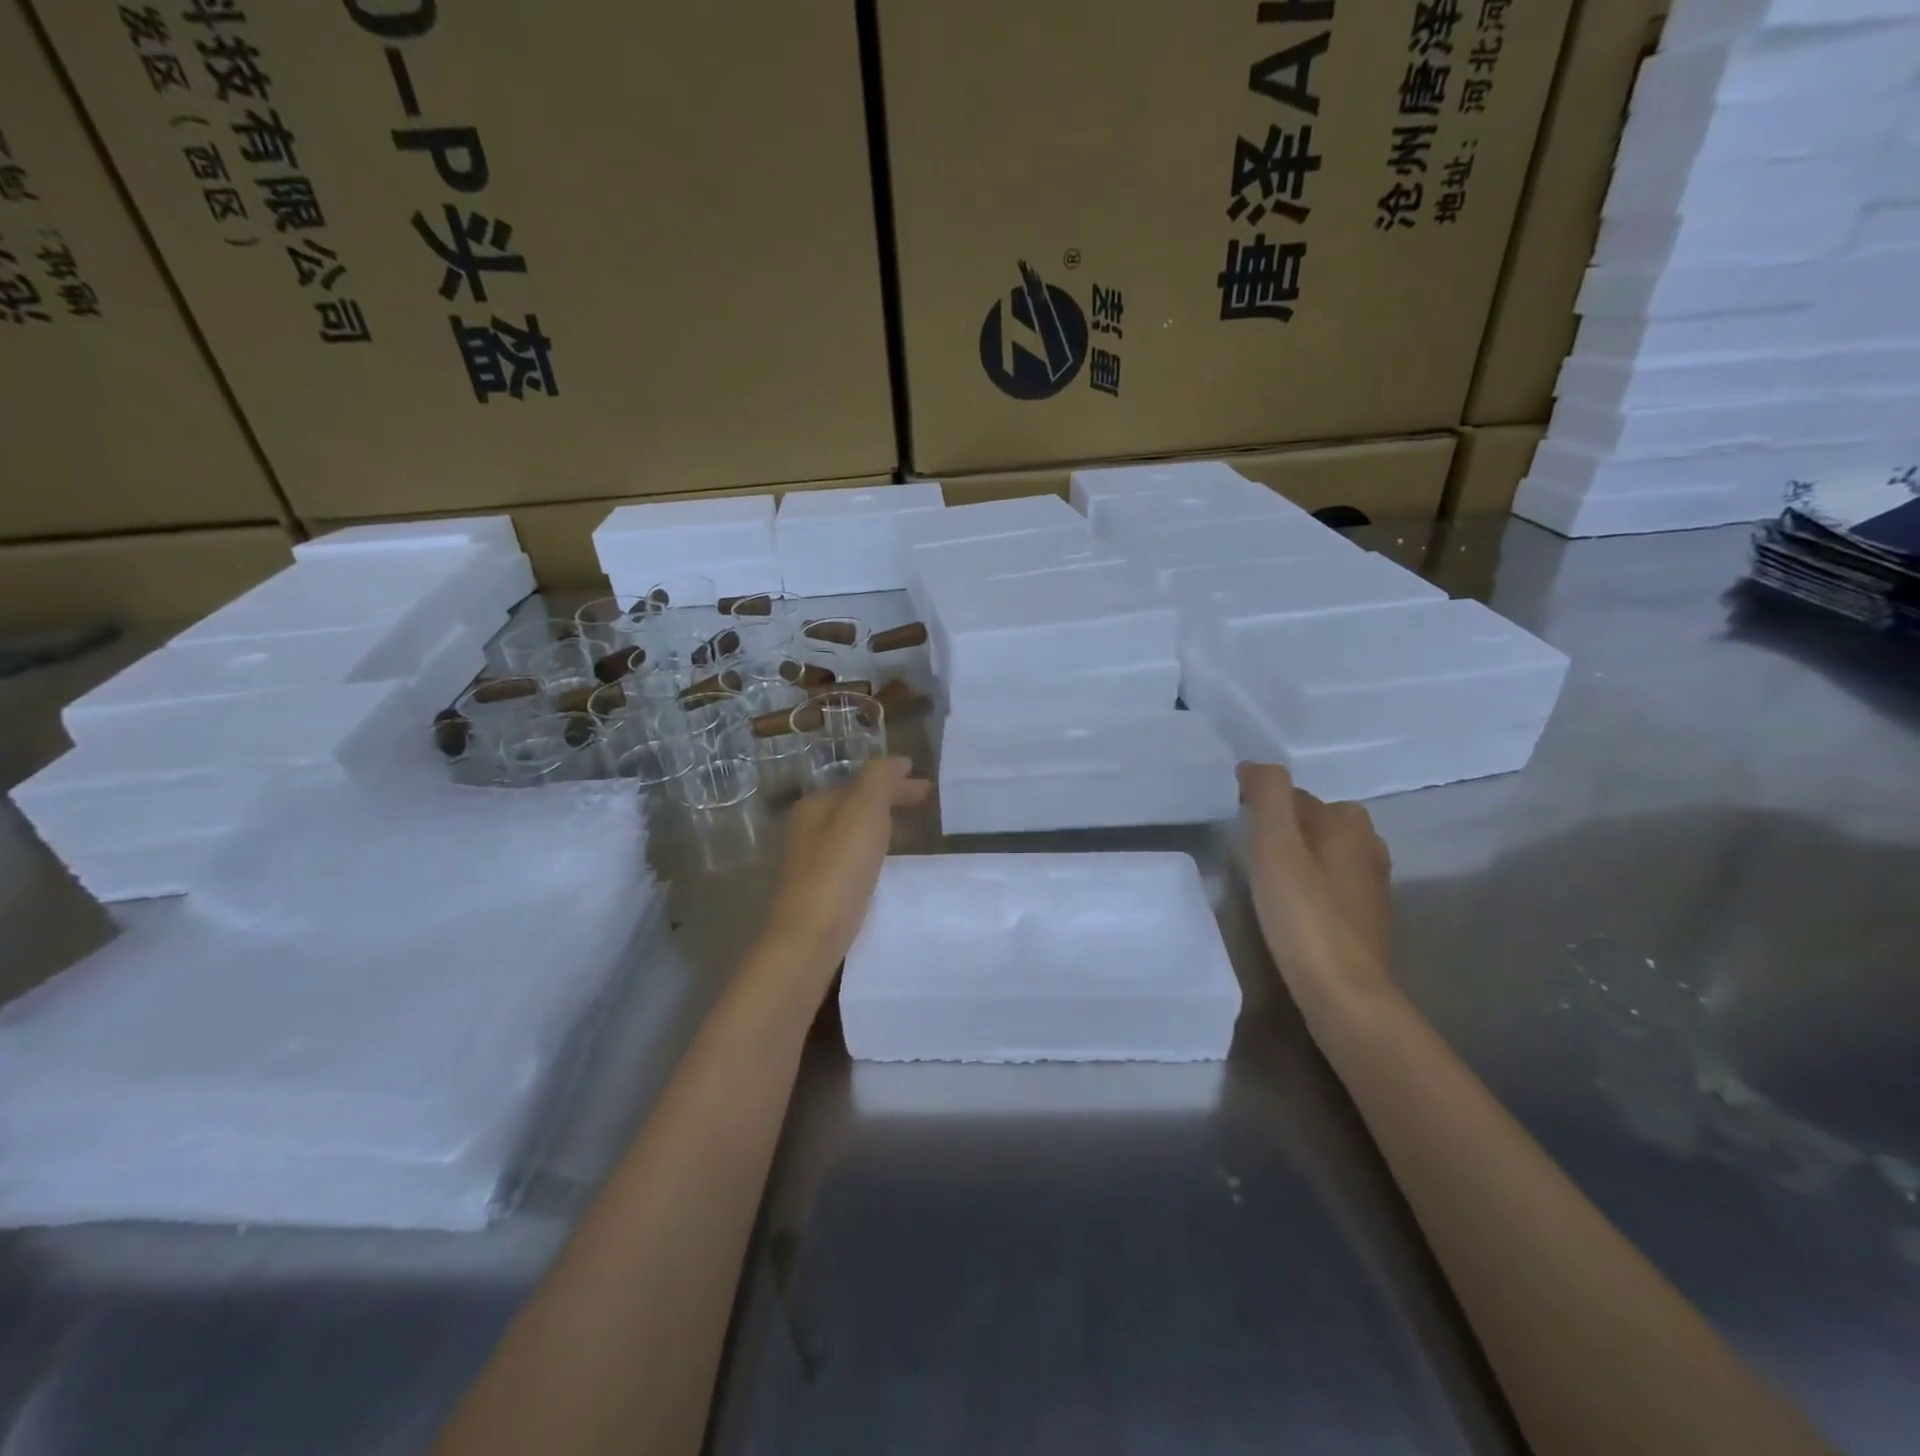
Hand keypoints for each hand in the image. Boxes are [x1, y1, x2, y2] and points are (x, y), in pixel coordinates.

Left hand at [760, 757, 930, 982]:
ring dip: (883, 827)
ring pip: (854, 833)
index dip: (895, 781)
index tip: (927, 786)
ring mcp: (811, 862)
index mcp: (816, 805)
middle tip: (926, 804)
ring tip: (913, 835)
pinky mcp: (820, 892)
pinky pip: (854, 860)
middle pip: (856, 805)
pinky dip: (875, 853)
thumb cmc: (838, 870)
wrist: (809, 938)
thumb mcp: (863, 812)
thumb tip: (897, 761)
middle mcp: (808, 829)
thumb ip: (879, 779)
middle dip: (890, 801)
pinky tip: (889, 868)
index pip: (862, 782)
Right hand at [1238, 763, 1396, 1019]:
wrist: (1343, 992)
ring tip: (1266, 880)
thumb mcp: (1274, 844)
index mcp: (1348, 823)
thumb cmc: (1303, 912)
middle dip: (1285, 829)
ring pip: (1326, 854)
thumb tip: (1255, 766)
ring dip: (1299, 858)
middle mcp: (1369, 847)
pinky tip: (1292, 908)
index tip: (1236, 822)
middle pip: (1315, 823)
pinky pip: (1333, 885)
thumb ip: (1267, 795)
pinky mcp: (1369, 919)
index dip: (1263, 805)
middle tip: (1249, 852)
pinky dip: (1312, 886)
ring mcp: (1374, 886)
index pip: (1296, 796)